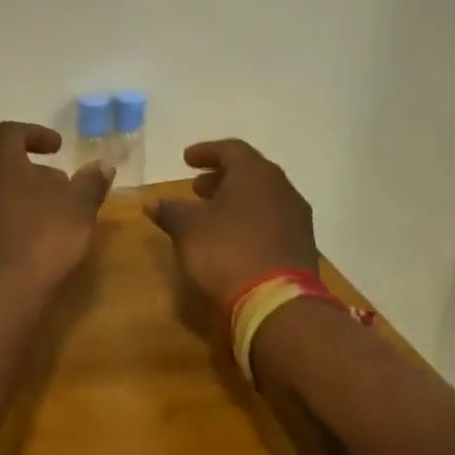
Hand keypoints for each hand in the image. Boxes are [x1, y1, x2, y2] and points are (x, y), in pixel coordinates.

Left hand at [0, 121, 112, 292]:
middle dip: (38, 173)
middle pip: (6, 166)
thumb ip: (90, 183)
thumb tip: (102, 165)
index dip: (35, 134)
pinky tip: (37, 243)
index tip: (58, 148)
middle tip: (66, 189)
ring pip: (0, 194)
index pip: (10, 133)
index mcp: (0, 166)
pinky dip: (16, 221)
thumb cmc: (42, 240)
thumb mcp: (78, 209)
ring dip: (28, 199)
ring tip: (57, 218)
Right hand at [145, 139, 318, 314]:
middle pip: (249, 174)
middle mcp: (282, 189)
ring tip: (210, 215)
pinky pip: (270, 222)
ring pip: (262, 199)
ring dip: (235, 202)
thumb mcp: (188, 229)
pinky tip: (231, 239)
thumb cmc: (227, 253)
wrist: (276, 305)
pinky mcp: (300, 247)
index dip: (206, 152)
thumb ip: (171, 210)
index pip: (231, 150)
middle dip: (220, 179)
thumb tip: (153, 202)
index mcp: (256, 174)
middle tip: (196, 188)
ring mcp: (296, 219)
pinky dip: (248, 222)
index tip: (186, 159)